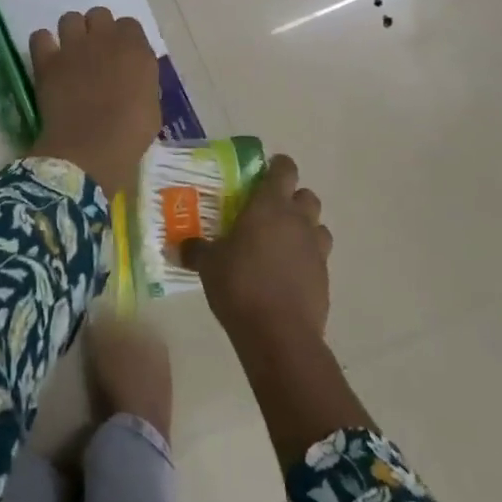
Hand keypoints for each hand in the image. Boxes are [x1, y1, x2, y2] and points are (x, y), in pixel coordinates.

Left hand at [26, 7, 158, 201]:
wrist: (91, 149)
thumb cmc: (130, 134)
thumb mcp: (152, 106)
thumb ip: (143, 81)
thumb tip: (133, 76)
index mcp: (136, 49)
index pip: (129, 25)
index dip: (124, 39)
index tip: (121, 57)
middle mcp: (106, 39)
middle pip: (99, 14)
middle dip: (97, 29)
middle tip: (95, 53)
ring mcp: (74, 47)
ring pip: (70, 18)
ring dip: (72, 33)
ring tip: (71, 54)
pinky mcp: (48, 60)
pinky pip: (40, 36)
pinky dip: (43, 45)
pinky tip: (48, 59)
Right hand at [182, 155, 331, 342]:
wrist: (279, 334)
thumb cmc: (240, 285)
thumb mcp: (209, 265)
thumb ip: (196, 250)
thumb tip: (177, 246)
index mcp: (270, 205)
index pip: (285, 168)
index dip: (277, 167)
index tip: (263, 173)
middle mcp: (298, 220)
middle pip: (306, 195)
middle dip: (291, 199)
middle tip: (268, 212)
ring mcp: (316, 249)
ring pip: (318, 225)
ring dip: (304, 229)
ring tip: (281, 243)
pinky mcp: (325, 277)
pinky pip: (319, 257)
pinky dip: (307, 259)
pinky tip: (287, 274)